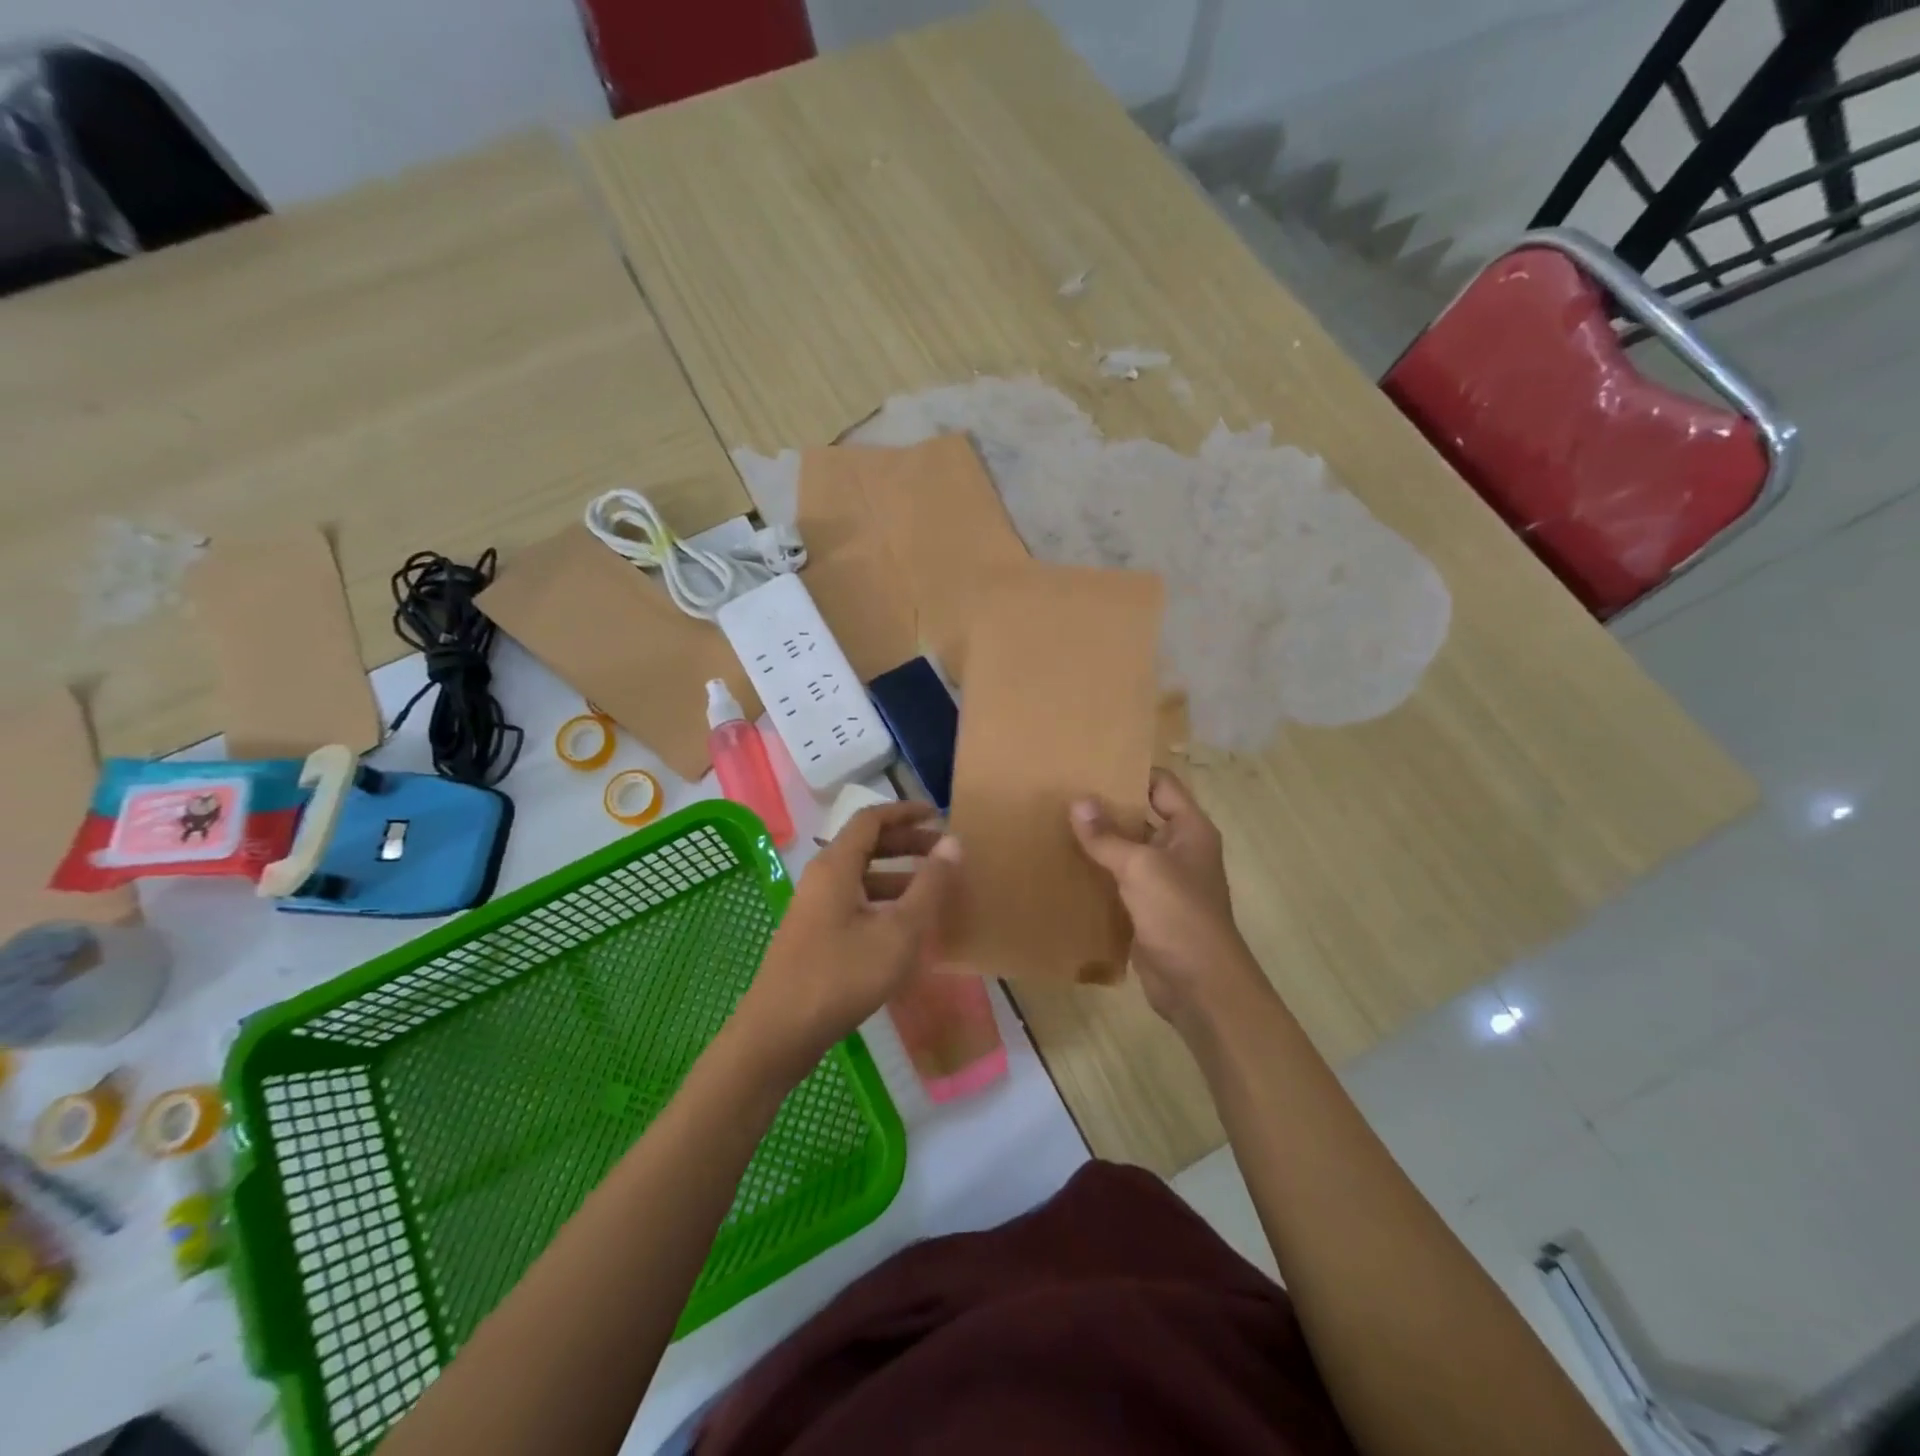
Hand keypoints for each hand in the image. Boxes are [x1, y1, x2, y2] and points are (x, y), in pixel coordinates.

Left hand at [733, 802, 961, 1083]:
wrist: (779, 1033)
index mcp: (836, 865)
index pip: (872, 819)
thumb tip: (953, 842)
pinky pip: (854, 902)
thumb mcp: (898, 931)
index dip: (905, 812)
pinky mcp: (814, 935)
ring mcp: (815, 908)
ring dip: (897, 875)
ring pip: (861, 876)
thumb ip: (929, 886)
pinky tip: (905, 927)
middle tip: (944, 852)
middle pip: (866, 845)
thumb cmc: (841, 976)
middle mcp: (822, 877)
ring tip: (934, 890)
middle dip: (906, 843)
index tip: (938, 815)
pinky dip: (883, 901)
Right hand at [1069, 769, 1271, 1036]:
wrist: (1200, 986)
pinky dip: (1096, 874)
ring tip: (1055, 823)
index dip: (1131, 771)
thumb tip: (1077, 802)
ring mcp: (1163, 882)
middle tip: (1062, 792)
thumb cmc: (1179, 915)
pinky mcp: (1146, 910)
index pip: (1161, 784)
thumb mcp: (1141, 868)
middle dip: (1107, 806)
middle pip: (1141, 816)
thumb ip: (1108, 836)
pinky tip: (1064, 866)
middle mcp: (1179, 849)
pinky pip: (1118, 882)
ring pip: (1127, 851)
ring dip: (1098, 842)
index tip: (1091, 763)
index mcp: (1190, 829)